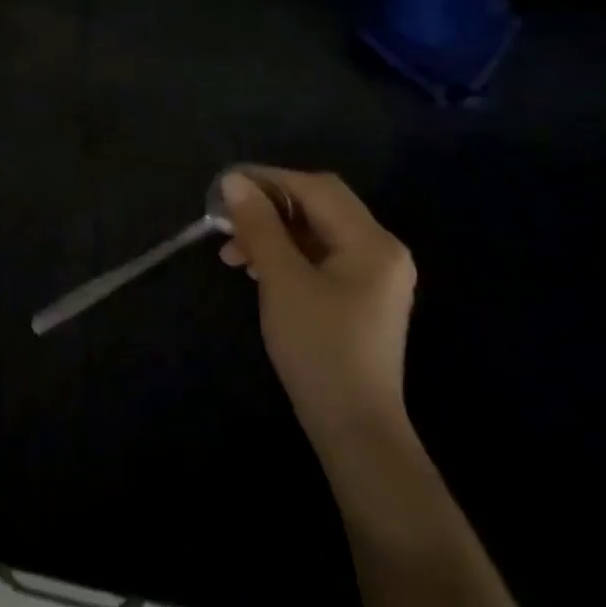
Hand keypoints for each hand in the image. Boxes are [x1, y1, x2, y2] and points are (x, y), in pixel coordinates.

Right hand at [219, 169, 415, 448]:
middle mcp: (381, 251)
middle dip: (269, 207)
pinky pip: (320, 258)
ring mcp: (374, 276)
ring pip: (316, 233)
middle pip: (319, 207)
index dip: (269, 180)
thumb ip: (259, 226)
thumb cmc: (318, 348)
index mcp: (372, 242)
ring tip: (233, 253)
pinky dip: (286, 254)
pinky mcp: (360, 297)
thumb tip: (234, 182)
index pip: (317, 188)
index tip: (224, 187)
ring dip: (273, 233)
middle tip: (226, 220)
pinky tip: (257, 270)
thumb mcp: (281, 280)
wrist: (353, 426)